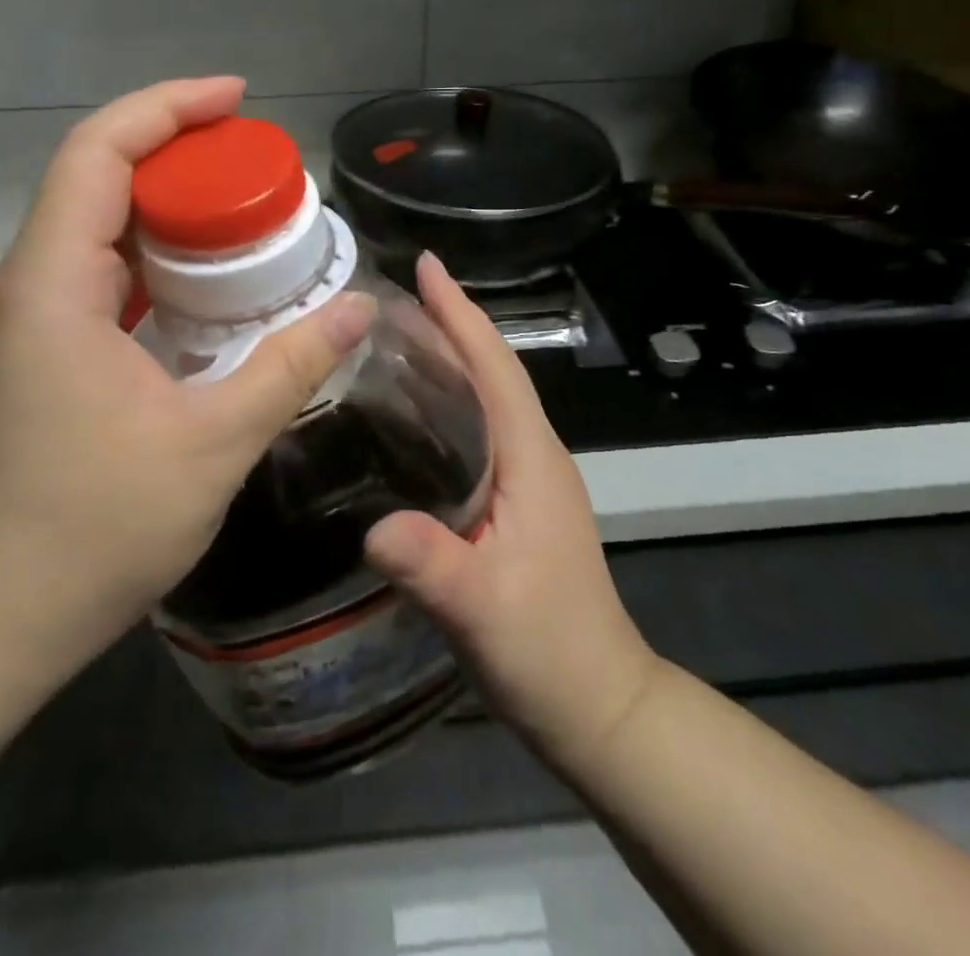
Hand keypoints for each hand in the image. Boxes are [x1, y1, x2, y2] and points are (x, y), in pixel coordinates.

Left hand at [0, 78, 374, 720]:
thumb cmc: (91, 531)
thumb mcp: (211, 445)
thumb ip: (289, 367)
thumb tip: (358, 309)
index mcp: (56, 285)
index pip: (98, 154)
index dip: (166, 110)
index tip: (236, 101)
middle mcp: (33, 285)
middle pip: (100, 179)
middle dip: (180, 154)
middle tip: (261, 165)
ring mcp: (34, 320)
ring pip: (102, 227)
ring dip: (170, 207)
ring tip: (247, 212)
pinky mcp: (44, 353)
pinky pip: (104, 274)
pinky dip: (159, 258)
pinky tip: (210, 282)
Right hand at [365, 253, 656, 773]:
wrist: (596, 704)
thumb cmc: (548, 650)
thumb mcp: (484, 611)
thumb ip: (433, 567)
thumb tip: (373, 528)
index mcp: (532, 458)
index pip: (495, 368)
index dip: (461, 313)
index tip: (426, 265)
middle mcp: (534, 455)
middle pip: (490, 371)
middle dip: (448, 324)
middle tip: (390, 295)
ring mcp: (527, 479)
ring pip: (485, 398)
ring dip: (448, 357)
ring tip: (393, 335)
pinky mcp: (514, 503)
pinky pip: (477, 429)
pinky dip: (447, 401)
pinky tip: (411, 412)